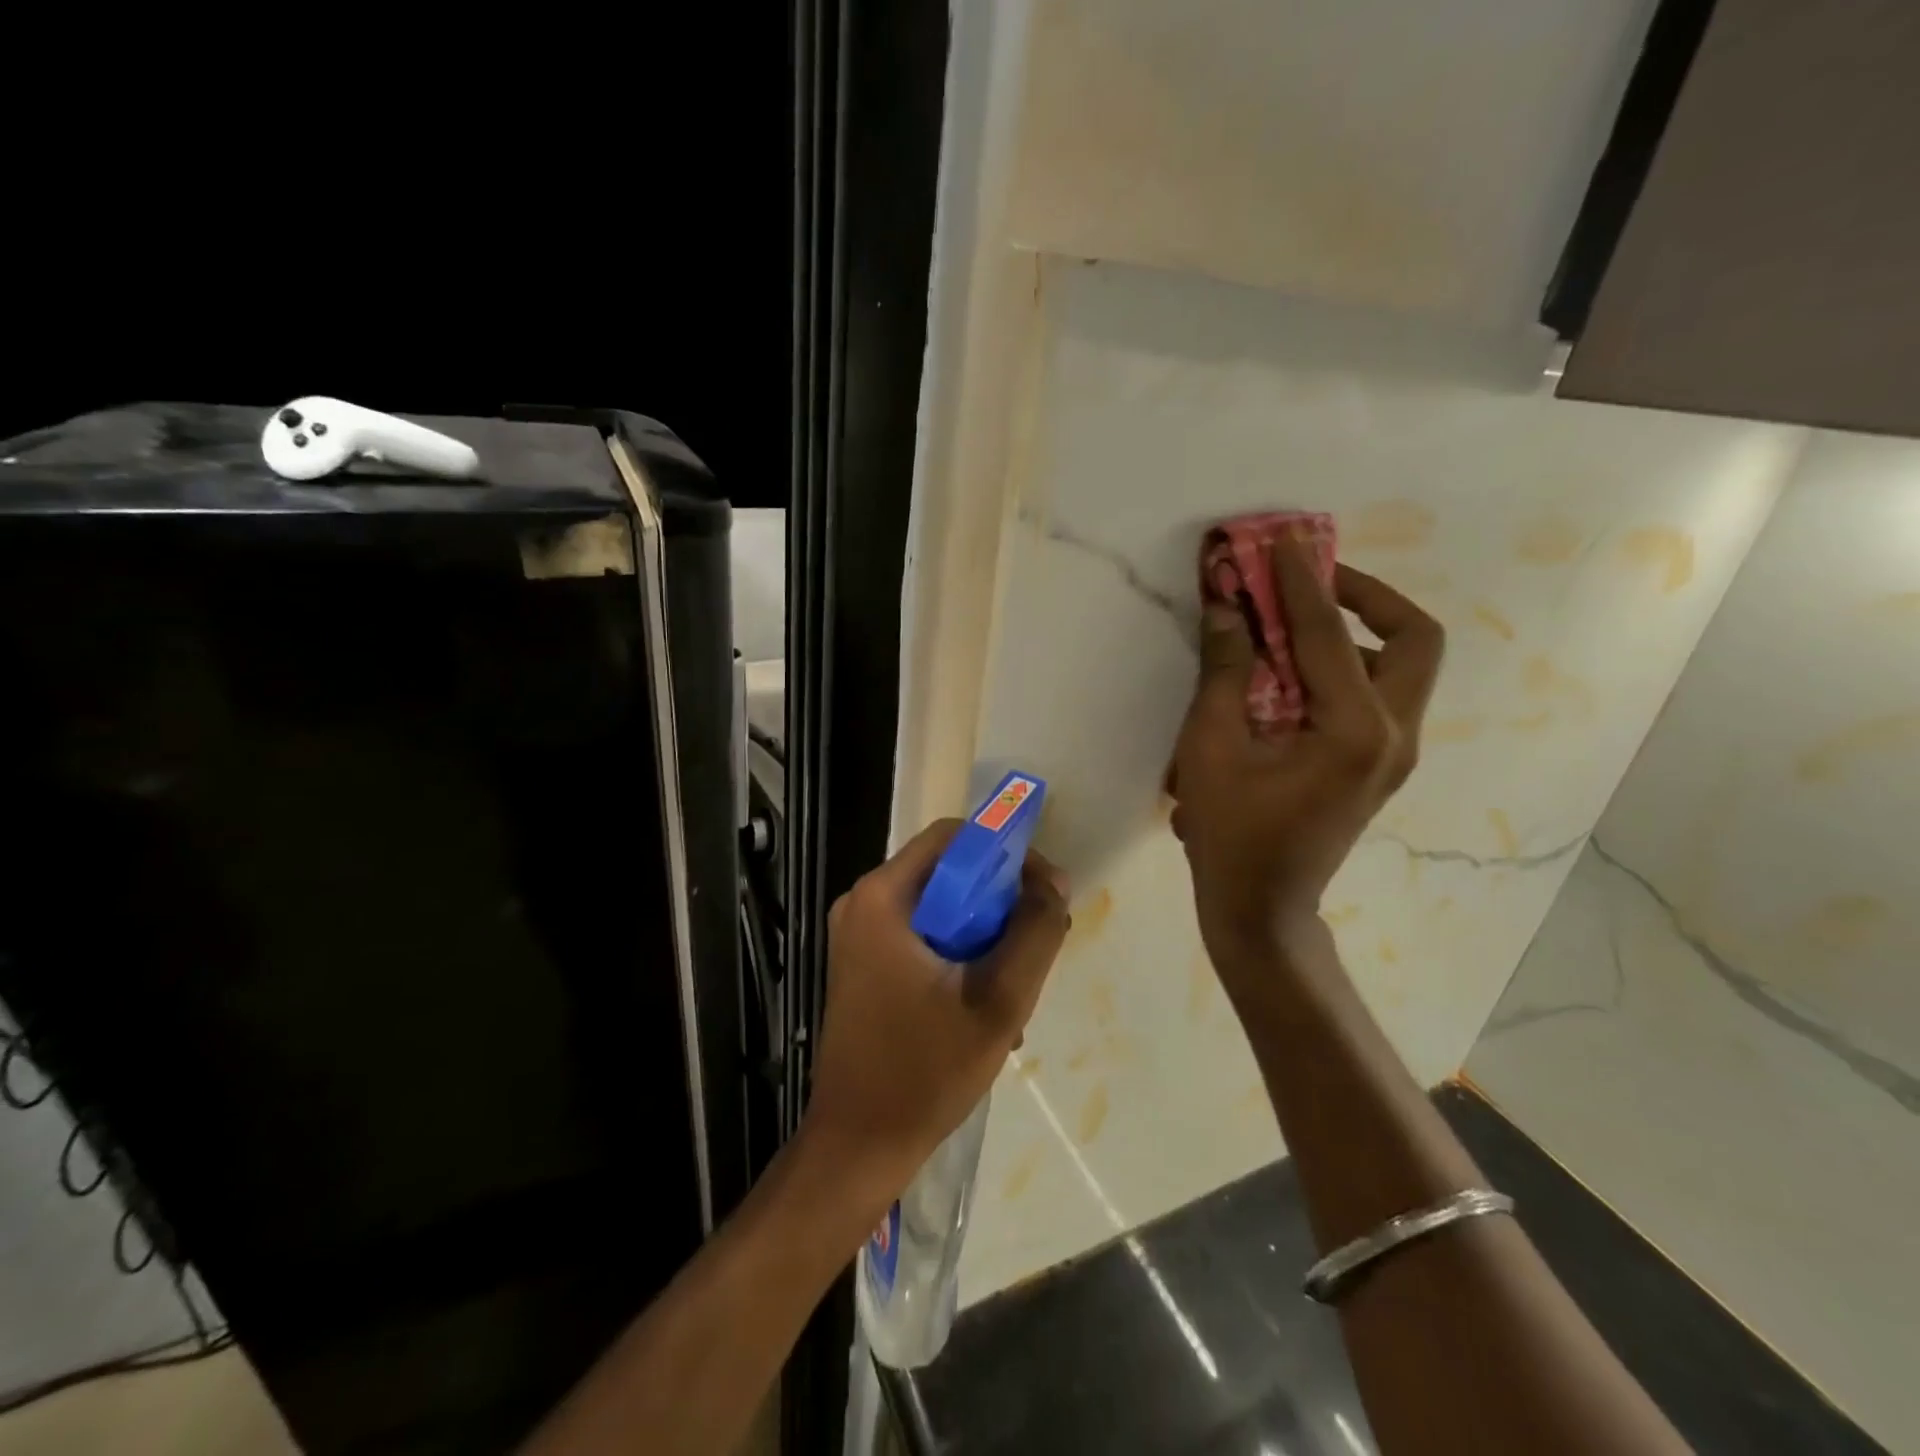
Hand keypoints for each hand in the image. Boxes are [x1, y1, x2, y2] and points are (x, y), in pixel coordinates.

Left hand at [802, 820, 1070, 1212]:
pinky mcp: (863, 964)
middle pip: (948, 872)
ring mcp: (859, 935)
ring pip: (941, 908)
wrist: (858, 1145)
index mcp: (882, 897)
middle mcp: (863, 903)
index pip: (954, 837)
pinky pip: (924, 936)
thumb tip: (1054, 883)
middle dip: (999, 903)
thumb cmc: (924, 1072)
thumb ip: (1034, 933)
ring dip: (984, 937)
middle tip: (1034, 944)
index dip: (1006, 853)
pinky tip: (983, 1006)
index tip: (1044, 892)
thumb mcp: (998, 1000)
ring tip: (1012, 988)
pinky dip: (959, 955)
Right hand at [1167, 534, 1443, 972]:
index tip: (1277, 541)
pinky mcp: (1380, 762)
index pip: (1331, 634)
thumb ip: (1224, 671)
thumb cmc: (1230, 833)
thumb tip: (1226, 606)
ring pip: (1404, 664)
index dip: (1298, 583)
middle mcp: (1395, 735)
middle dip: (1366, 596)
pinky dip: (1347, 663)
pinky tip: (1295, 669)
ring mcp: (1396, 752)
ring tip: (1295, 619)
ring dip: (1358, 628)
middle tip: (1310, 580)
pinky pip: (1380, 692)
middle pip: (1415, 639)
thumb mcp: (1212, 748)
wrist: (1261, 906)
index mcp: (1355, 732)